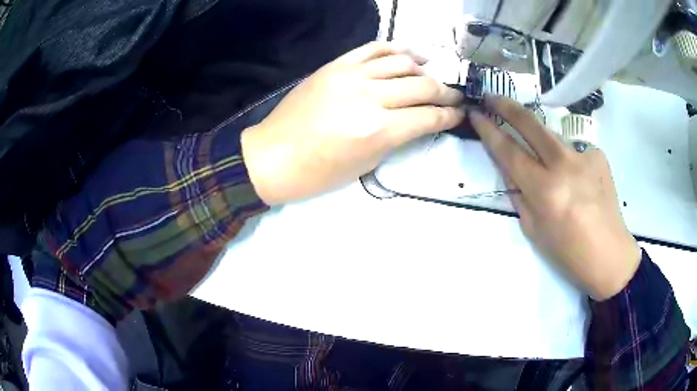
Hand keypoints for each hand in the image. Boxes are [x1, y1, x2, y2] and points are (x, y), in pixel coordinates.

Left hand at [241, 42, 464, 204]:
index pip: (428, 116)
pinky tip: (411, 55)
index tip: (460, 114)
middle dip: (446, 92)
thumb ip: (397, 138)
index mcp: (378, 130)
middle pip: (422, 86)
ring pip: (402, 62)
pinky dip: (397, 49)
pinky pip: (373, 48)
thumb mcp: (366, 164)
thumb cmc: (318, 173)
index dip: (449, 115)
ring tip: (433, 76)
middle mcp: (369, 97)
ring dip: (425, 69)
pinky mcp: (335, 65)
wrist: (273, 156)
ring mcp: (351, 75)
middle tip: (456, 97)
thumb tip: (419, 121)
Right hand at [470, 95, 640, 300]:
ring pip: (552, 136)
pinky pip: (573, 151)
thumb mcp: (534, 229)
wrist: (609, 254)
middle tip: (491, 96)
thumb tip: (511, 171)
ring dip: (540, 141)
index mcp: (544, 190)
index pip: (509, 150)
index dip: (488, 129)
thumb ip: (519, 195)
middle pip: (530, 123)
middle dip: (507, 106)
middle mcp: (564, 165)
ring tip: (546, 164)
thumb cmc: (568, 252)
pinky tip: (577, 181)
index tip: (475, 113)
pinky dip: (567, 161)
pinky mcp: (598, 154)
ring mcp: (583, 156)